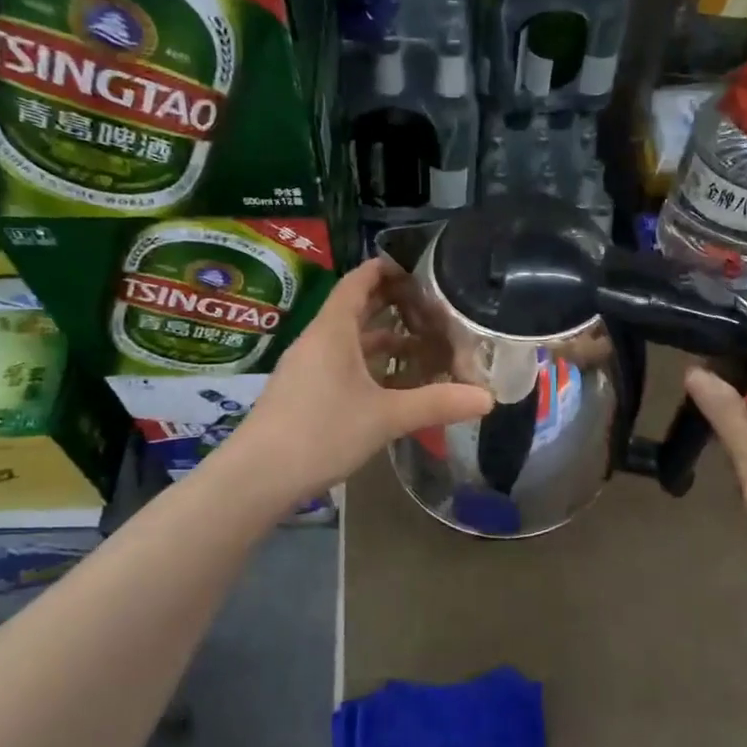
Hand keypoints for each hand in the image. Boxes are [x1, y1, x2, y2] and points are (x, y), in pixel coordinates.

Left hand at [230, 257, 492, 498]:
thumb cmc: (321, 432)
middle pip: (356, 309)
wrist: (258, 477)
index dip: (386, 269)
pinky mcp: (305, 393)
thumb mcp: (386, 417)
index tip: (419, 269)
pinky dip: (370, 365)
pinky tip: (394, 384)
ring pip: (350, 341)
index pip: (359, 281)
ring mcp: (308, 368)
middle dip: (393, 305)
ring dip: (384, 339)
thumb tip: (488, 399)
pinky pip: (343, 365)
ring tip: (423, 345)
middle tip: (433, 308)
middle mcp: (318, 341)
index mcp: (333, 330)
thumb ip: (437, 403)